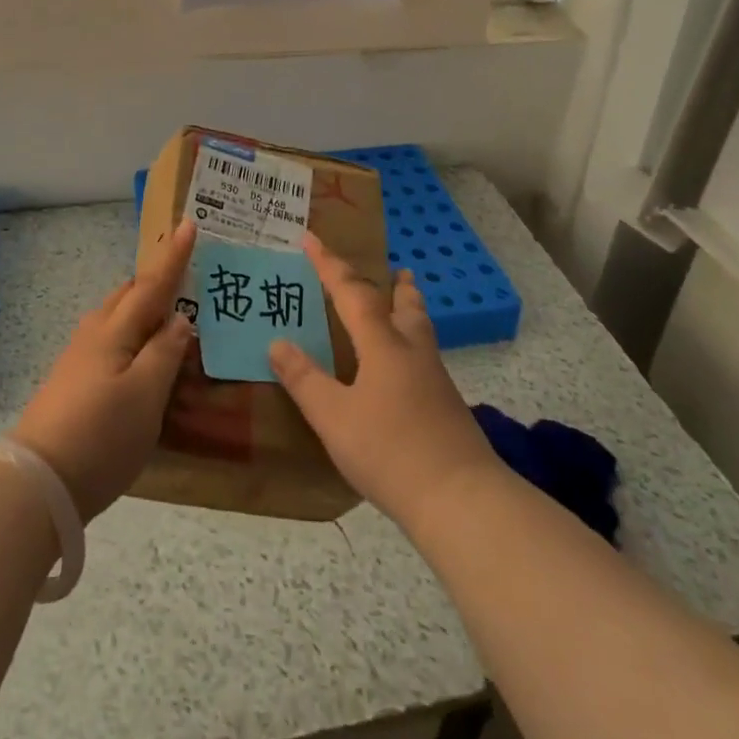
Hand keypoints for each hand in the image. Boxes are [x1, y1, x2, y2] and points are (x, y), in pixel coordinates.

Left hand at [11, 220, 197, 521]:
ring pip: (118, 317)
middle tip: (187, 272)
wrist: (36, 484)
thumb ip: (165, 353)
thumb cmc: (100, 436)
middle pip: (130, 294)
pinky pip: (111, 340)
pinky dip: (134, 335)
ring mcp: (80, 358)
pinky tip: (143, 357)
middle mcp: (95, 334)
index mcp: (115, 330)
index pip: (152, 284)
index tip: (189, 224)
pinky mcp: (74, 382)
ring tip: (170, 315)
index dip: (174, 257)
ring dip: (144, 307)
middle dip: (157, 279)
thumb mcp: (146, 396)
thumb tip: (179, 320)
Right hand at [270, 232, 501, 535]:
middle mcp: (412, 352)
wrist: (461, 499)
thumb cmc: (390, 451)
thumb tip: (277, 342)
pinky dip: (413, 347)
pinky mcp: (448, 409)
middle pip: (406, 306)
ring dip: (410, 312)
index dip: (329, 265)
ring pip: (421, 332)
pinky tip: (406, 372)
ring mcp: (436, 381)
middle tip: (395, 270)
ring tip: (404, 307)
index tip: (311, 238)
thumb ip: (304, 379)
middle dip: (395, 286)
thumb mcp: (334, 417)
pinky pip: (426, 360)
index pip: (351, 292)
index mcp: (382, 345)